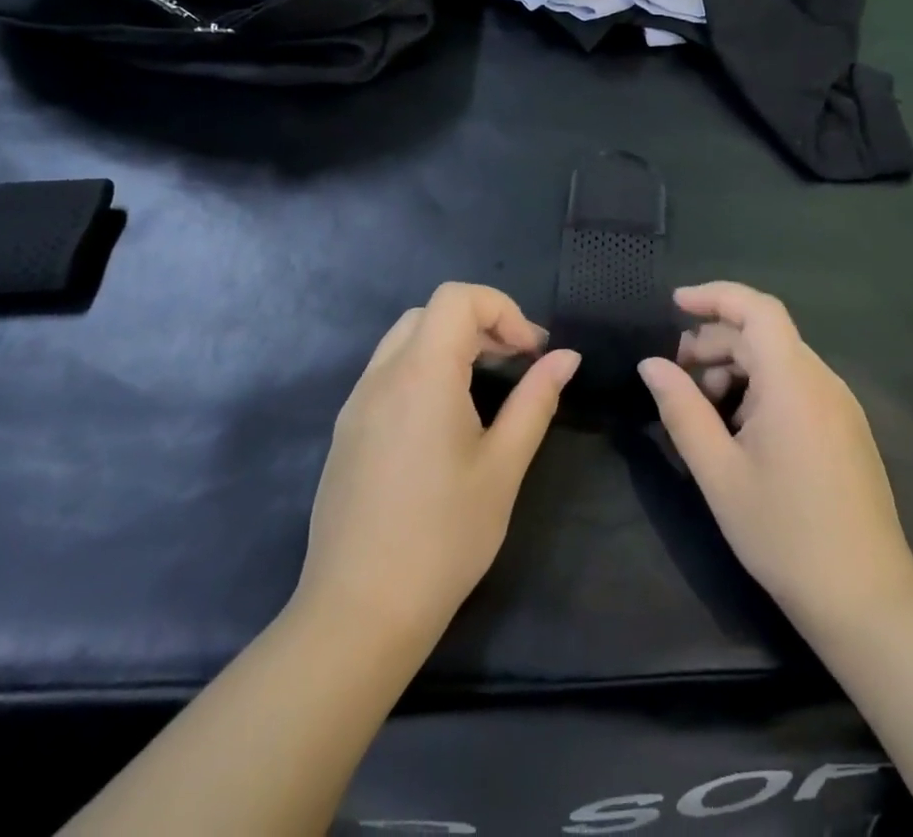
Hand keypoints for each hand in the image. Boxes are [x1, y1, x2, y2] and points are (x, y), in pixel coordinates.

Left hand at [293, 283, 579, 645]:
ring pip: (406, 339)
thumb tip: (565, 357)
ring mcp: (357, 403)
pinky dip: (424, 369)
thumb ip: (536, 400)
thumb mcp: (502, 467)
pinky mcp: (347, 431)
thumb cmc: (443, 538)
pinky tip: (446, 418)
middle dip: (482, 324)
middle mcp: (382, 376)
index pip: (458, 298)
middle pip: (432, 313)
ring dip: (452, 345)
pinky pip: (388, 372)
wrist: (357, 614)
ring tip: (488, 385)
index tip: (531, 353)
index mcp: (422, 374)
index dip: (503, 310)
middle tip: (518, 364)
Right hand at [638, 282, 912, 631]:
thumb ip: (682, 410)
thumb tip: (651, 365)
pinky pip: (797, 385)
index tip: (674, 304)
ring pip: (779, 360)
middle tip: (676, 377)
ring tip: (704, 410)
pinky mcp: (846, 427)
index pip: (757, 308)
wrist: (866, 600)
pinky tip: (739, 430)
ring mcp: (840, 404)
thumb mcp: (719, 473)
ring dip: (736, 368)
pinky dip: (761, 389)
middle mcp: (823, 380)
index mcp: (794, 381)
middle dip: (715, 343)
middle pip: (763, 335)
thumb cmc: (784, 534)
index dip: (715, 296)